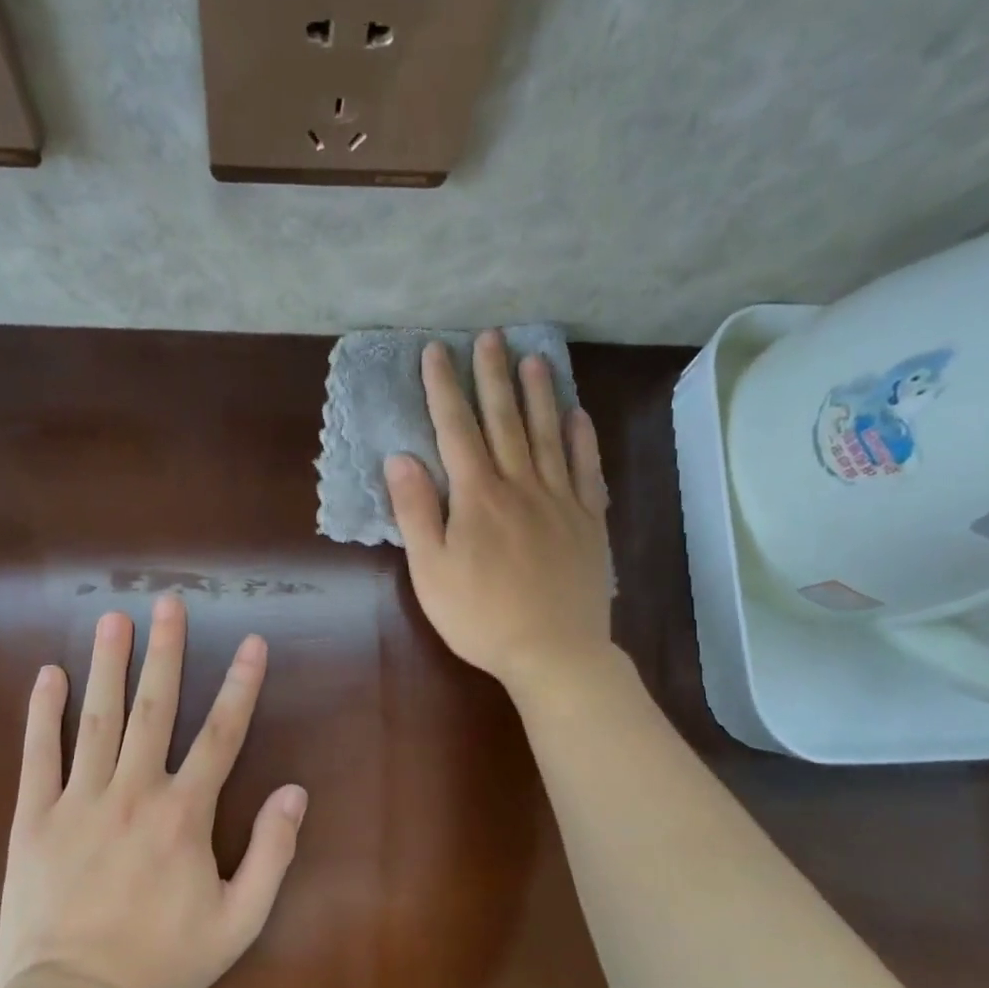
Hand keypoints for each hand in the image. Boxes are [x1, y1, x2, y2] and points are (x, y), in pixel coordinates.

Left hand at [0, 595, 306, 987]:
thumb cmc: (163, 961)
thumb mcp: (240, 921)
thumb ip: (272, 854)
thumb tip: (294, 791)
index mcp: (185, 813)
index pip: (221, 733)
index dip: (241, 684)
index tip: (251, 641)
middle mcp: (134, 791)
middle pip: (155, 708)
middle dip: (165, 651)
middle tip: (168, 602)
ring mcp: (80, 800)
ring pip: (98, 719)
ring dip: (108, 665)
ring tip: (114, 619)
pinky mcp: (34, 818)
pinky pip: (39, 755)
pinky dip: (43, 713)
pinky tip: (49, 675)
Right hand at [385, 330, 613, 694]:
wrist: (553, 651)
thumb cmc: (480, 617)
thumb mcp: (431, 571)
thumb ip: (416, 512)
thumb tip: (400, 458)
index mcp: (477, 497)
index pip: (456, 430)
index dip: (443, 389)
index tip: (436, 352)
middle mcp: (520, 485)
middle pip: (505, 420)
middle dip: (492, 376)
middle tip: (489, 336)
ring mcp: (560, 500)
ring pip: (548, 435)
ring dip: (539, 394)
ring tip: (533, 358)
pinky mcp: (588, 521)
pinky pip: (586, 469)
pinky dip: (581, 439)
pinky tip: (578, 416)